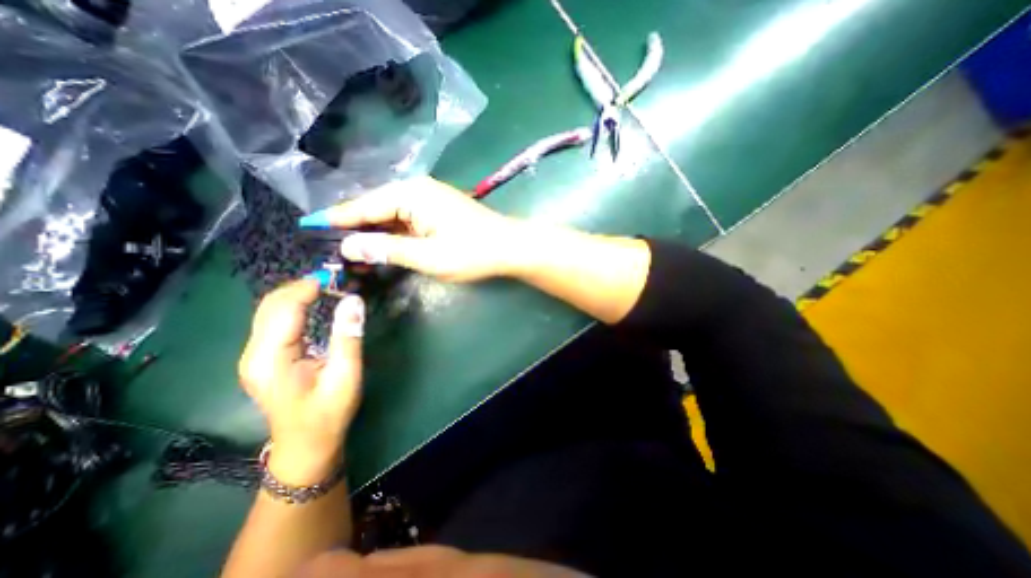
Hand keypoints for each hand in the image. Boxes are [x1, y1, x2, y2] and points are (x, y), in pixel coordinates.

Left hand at [235, 279, 362, 482]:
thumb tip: (354, 300)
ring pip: (270, 310)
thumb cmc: (328, 412)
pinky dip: (294, 305)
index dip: (307, 288)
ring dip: (297, 294)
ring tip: (328, 287)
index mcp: (271, 358)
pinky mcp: (262, 356)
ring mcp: (254, 355)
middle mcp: (254, 353)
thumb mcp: (345, 375)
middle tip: (334, 280)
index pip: (283, 309)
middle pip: (270, 305)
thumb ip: (348, 336)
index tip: (336, 277)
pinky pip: (274, 320)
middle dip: (301, 286)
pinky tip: (314, 303)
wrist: (306, 443)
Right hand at [298, 177, 524, 282]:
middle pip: (376, 209)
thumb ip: (387, 249)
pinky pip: (406, 222)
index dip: (336, 219)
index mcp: (411, 194)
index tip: (308, 228)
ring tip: (350, 253)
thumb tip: (349, 247)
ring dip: (373, 234)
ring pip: (391, 216)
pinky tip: (381, 248)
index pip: (364, 206)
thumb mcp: (428, 256)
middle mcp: (417, 190)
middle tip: (329, 249)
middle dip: (354, 229)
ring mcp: (429, 200)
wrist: (510, 248)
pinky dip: (393, 235)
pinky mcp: (437, 212)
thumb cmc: (472, 252)